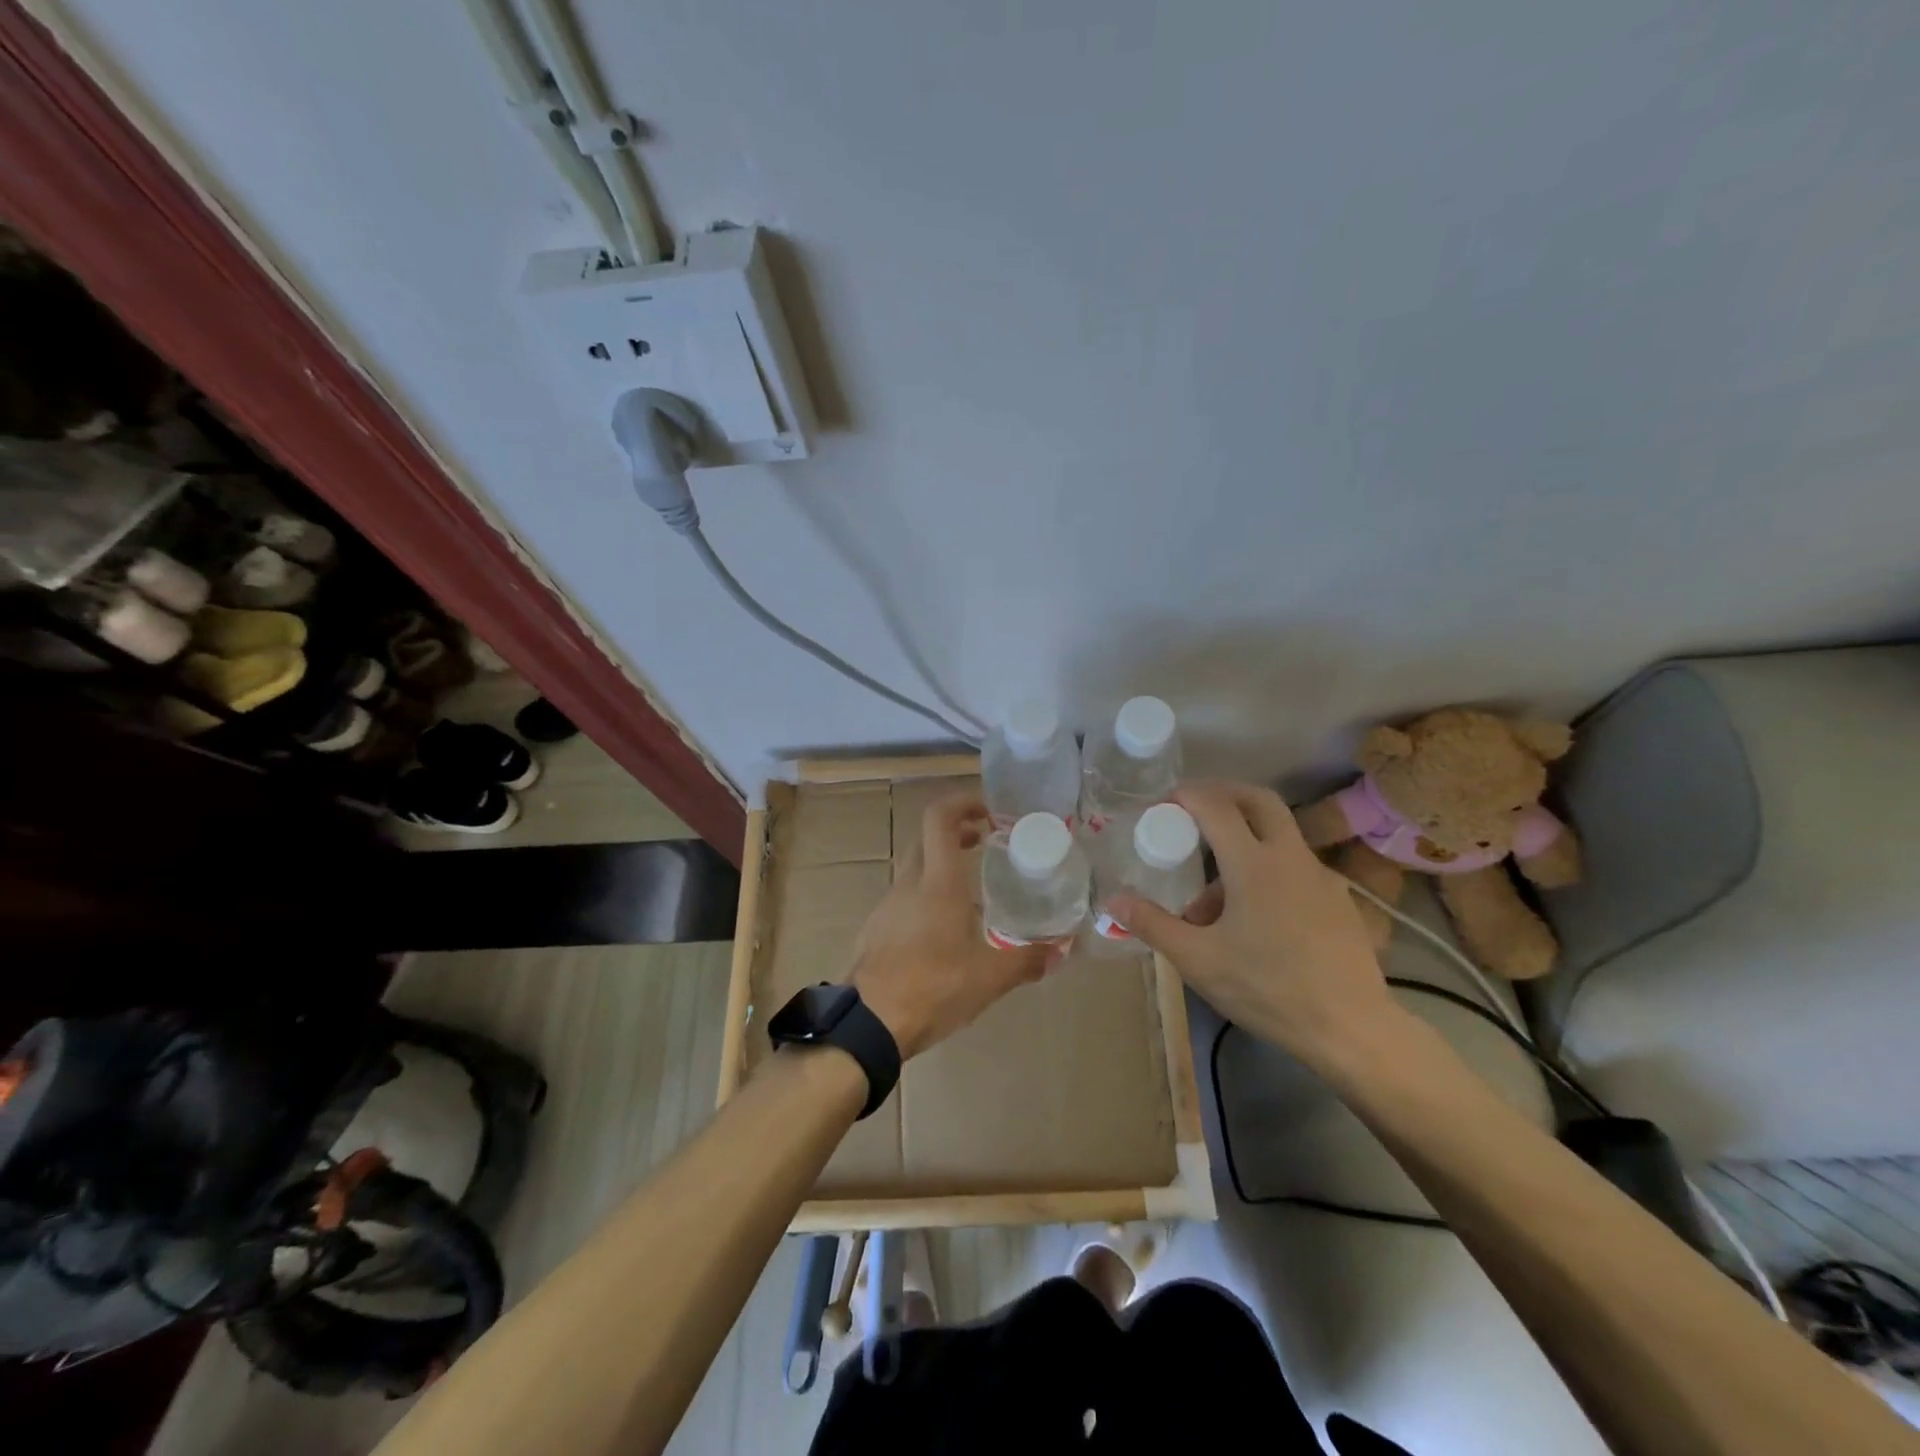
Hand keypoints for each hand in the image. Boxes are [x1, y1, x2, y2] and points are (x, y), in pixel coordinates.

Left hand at [849, 793, 1052, 1059]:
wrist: (868, 1024)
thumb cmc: (932, 988)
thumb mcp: (988, 978)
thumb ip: (1026, 961)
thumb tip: (1060, 951)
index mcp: (938, 882)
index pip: (940, 818)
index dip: (962, 802)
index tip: (987, 811)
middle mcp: (909, 884)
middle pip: (926, 838)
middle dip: (956, 832)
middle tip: (985, 843)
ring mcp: (887, 905)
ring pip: (914, 868)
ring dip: (940, 865)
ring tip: (970, 891)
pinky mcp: (876, 928)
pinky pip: (903, 897)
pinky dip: (925, 894)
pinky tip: (942, 929)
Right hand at [1110, 781, 1396, 1068]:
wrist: (1352, 1029)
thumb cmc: (1267, 988)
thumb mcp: (1198, 960)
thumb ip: (1153, 924)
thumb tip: (1113, 900)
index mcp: (1254, 864)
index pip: (1216, 806)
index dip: (1187, 796)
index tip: (1163, 804)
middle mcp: (1291, 857)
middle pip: (1258, 800)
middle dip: (1223, 794)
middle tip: (1193, 810)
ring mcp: (1321, 876)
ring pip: (1277, 837)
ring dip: (1243, 843)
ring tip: (1212, 898)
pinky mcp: (1339, 900)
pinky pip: (1295, 867)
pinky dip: (1267, 870)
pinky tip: (1255, 917)